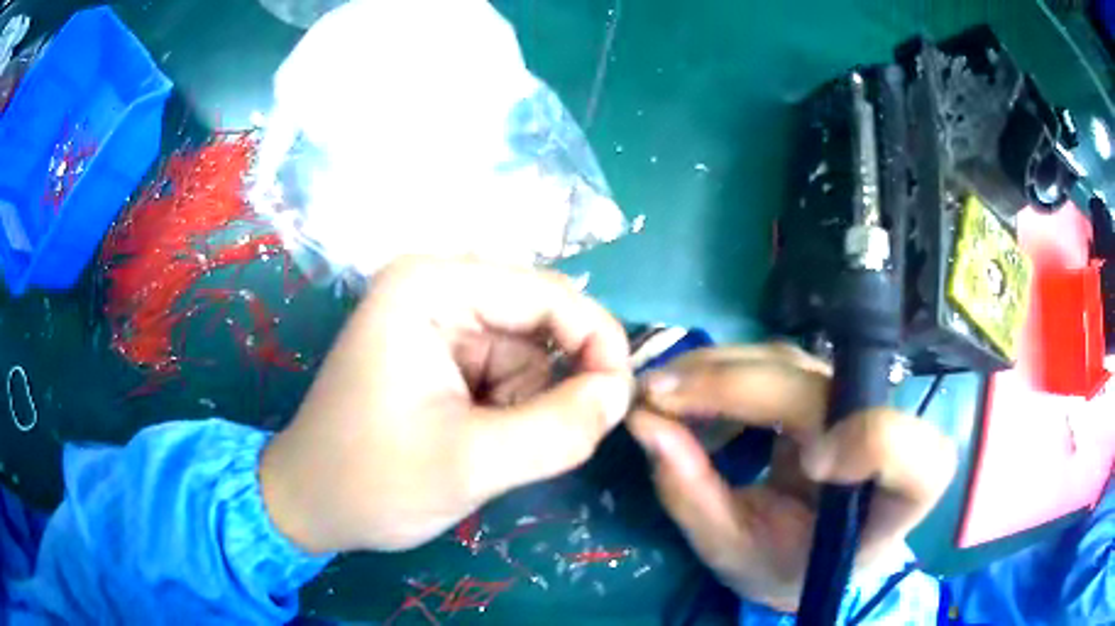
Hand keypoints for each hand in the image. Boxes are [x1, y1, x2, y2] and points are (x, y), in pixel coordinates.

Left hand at [260, 257, 632, 553]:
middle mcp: (436, 285)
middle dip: (553, 385)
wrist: (312, 504)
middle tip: (536, 444)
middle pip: (541, 321)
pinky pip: (507, 371)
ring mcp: (438, 318)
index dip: (597, 344)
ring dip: (528, 404)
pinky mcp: (440, 352)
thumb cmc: (372, 482)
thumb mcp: (472, 464)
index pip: (550, 295)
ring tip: (486, 448)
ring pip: (530, 353)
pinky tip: (474, 439)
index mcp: (431, 285)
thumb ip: (560, 428)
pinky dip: (511, 410)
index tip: (617, 404)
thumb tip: (620, 393)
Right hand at [627, 344, 956, 611]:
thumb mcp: (736, 553)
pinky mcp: (820, 386)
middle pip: (824, 391)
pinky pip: (772, 361)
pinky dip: (722, 370)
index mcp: (892, 499)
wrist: (808, 551)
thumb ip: (694, 497)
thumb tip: (644, 423)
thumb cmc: (784, 564)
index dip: (872, 441)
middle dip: (738, 389)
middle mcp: (883, 436)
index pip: (914, 453)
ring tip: (659, 393)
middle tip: (656, 398)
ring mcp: (851, 402)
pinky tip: (685, 390)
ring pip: (792, 362)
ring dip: (719, 370)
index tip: (808, 465)